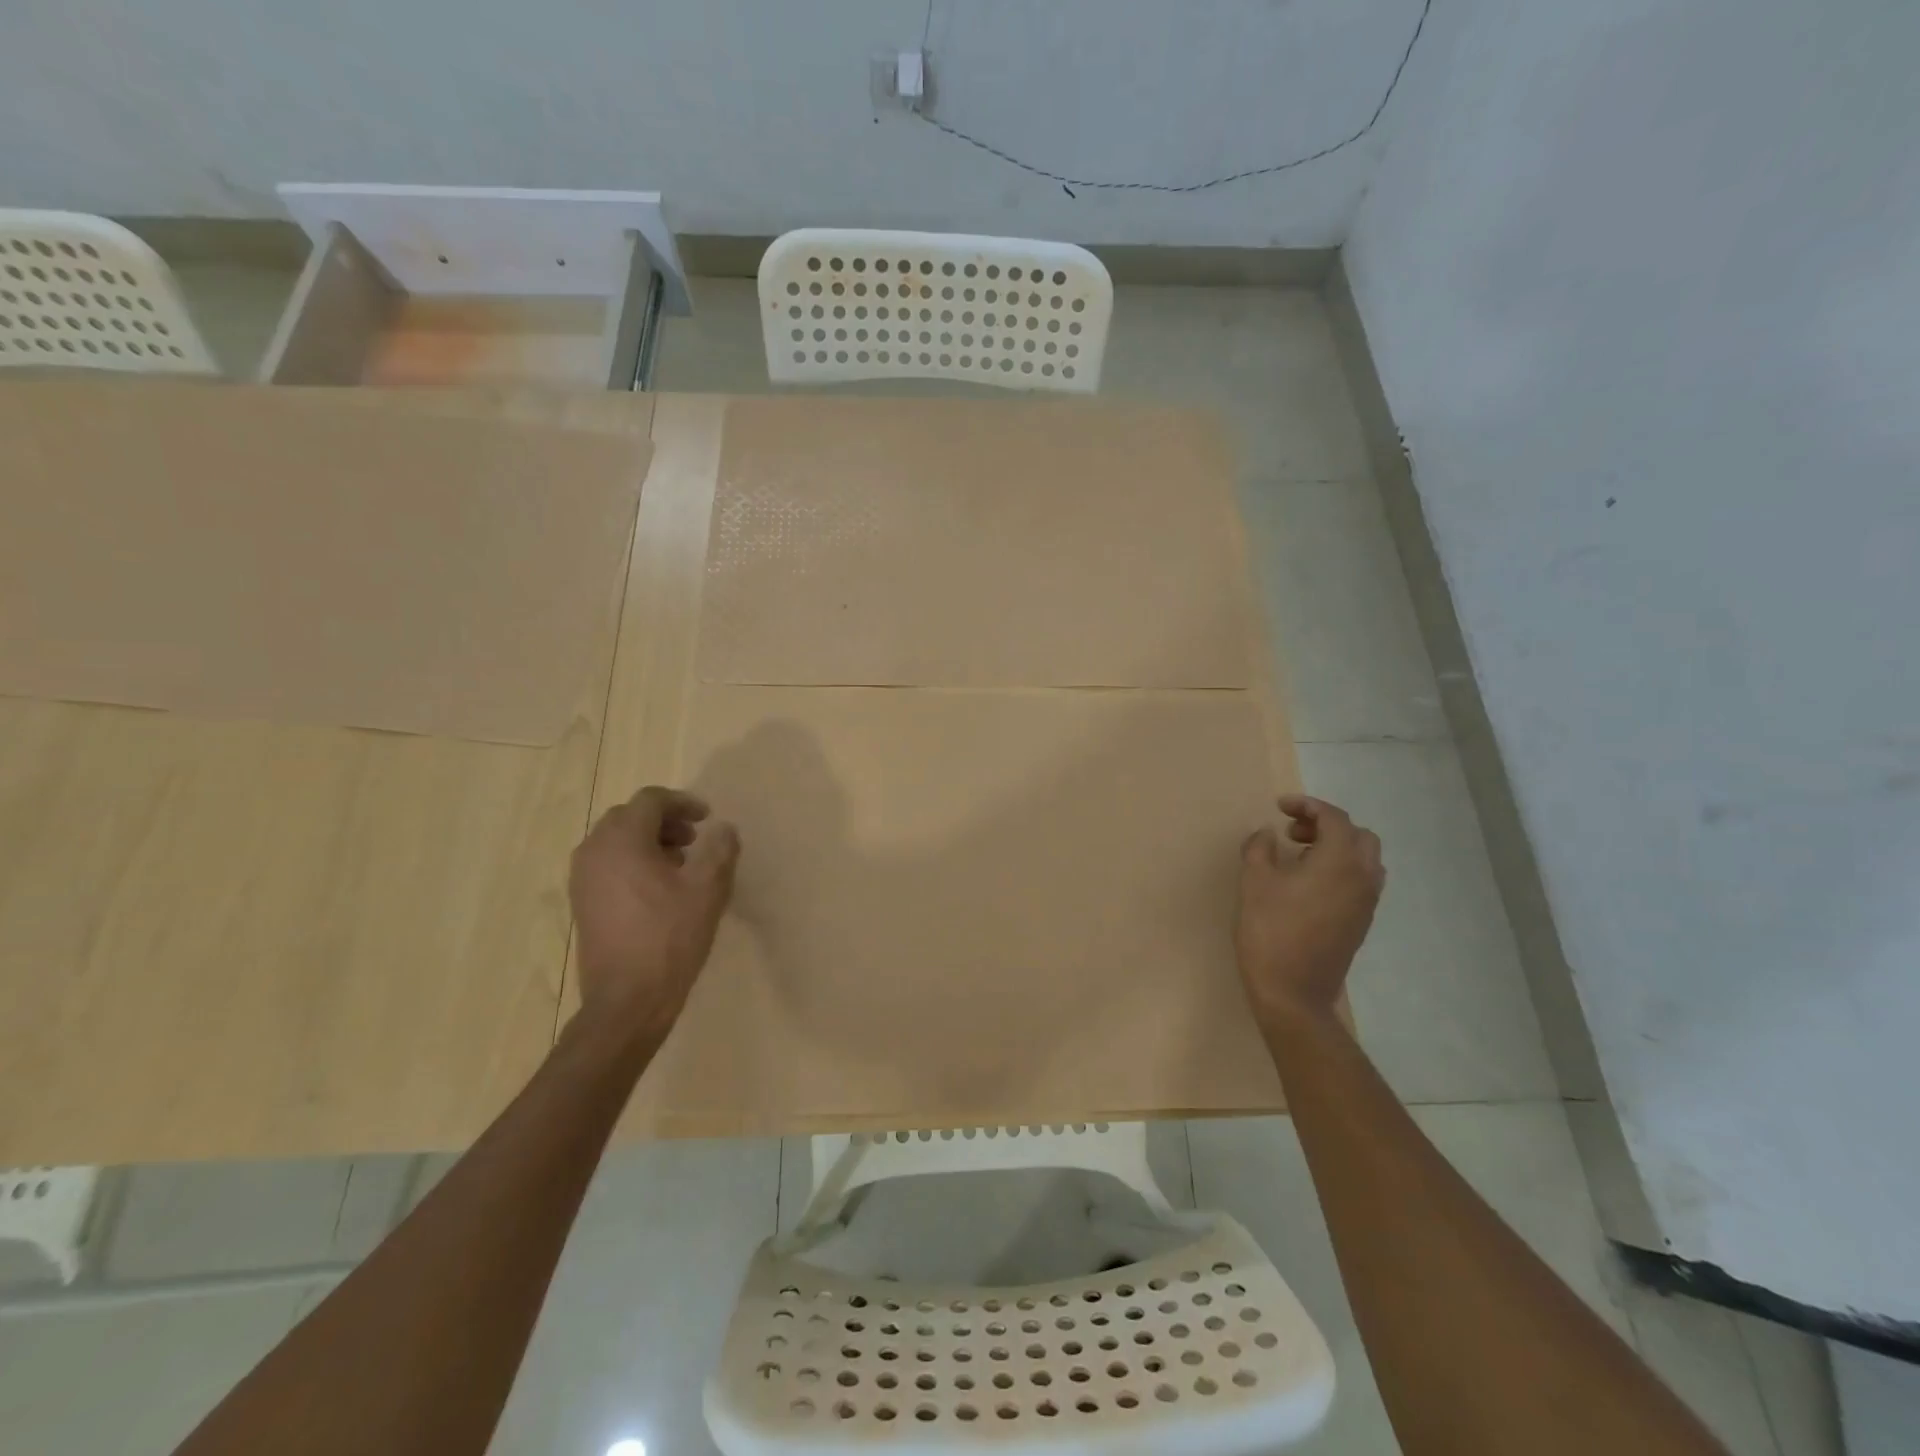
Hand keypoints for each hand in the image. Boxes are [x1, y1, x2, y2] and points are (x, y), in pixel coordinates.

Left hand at [568, 786, 739, 1038]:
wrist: (627, 1001)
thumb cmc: (670, 938)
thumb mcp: (708, 889)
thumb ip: (719, 849)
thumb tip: (722, 829)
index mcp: (622, 841)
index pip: (650, 800)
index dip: (682, 802)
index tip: (708, 818)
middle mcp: (594, 852)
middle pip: (629, 817)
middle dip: (664, 821)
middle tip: (695, 839)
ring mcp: (582, 879)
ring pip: (616, 841)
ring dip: (649, 841)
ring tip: (680, 863)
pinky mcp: (582, 904)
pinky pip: (608, 865)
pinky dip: (634, 862)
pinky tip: (659, 889)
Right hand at [1237, 794, 1384, 1025]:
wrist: (1293, 993)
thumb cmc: (1270, 931)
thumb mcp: (1254, 882)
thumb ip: (1259, 849)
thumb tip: (1266, 834)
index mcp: (1340, 861)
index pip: (1334, 818)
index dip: (1307, 805)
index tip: (1280, 807)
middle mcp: (1362, 877)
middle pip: (1358, 835)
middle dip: (1326, 825)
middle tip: (1291, 832)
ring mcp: (1366, 903)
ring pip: (1364, 859)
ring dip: (1336, 847)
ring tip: (1298, 856)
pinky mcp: (1361, 923)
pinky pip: (1360, 882)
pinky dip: (1340, 869)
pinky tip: (1307, 884)